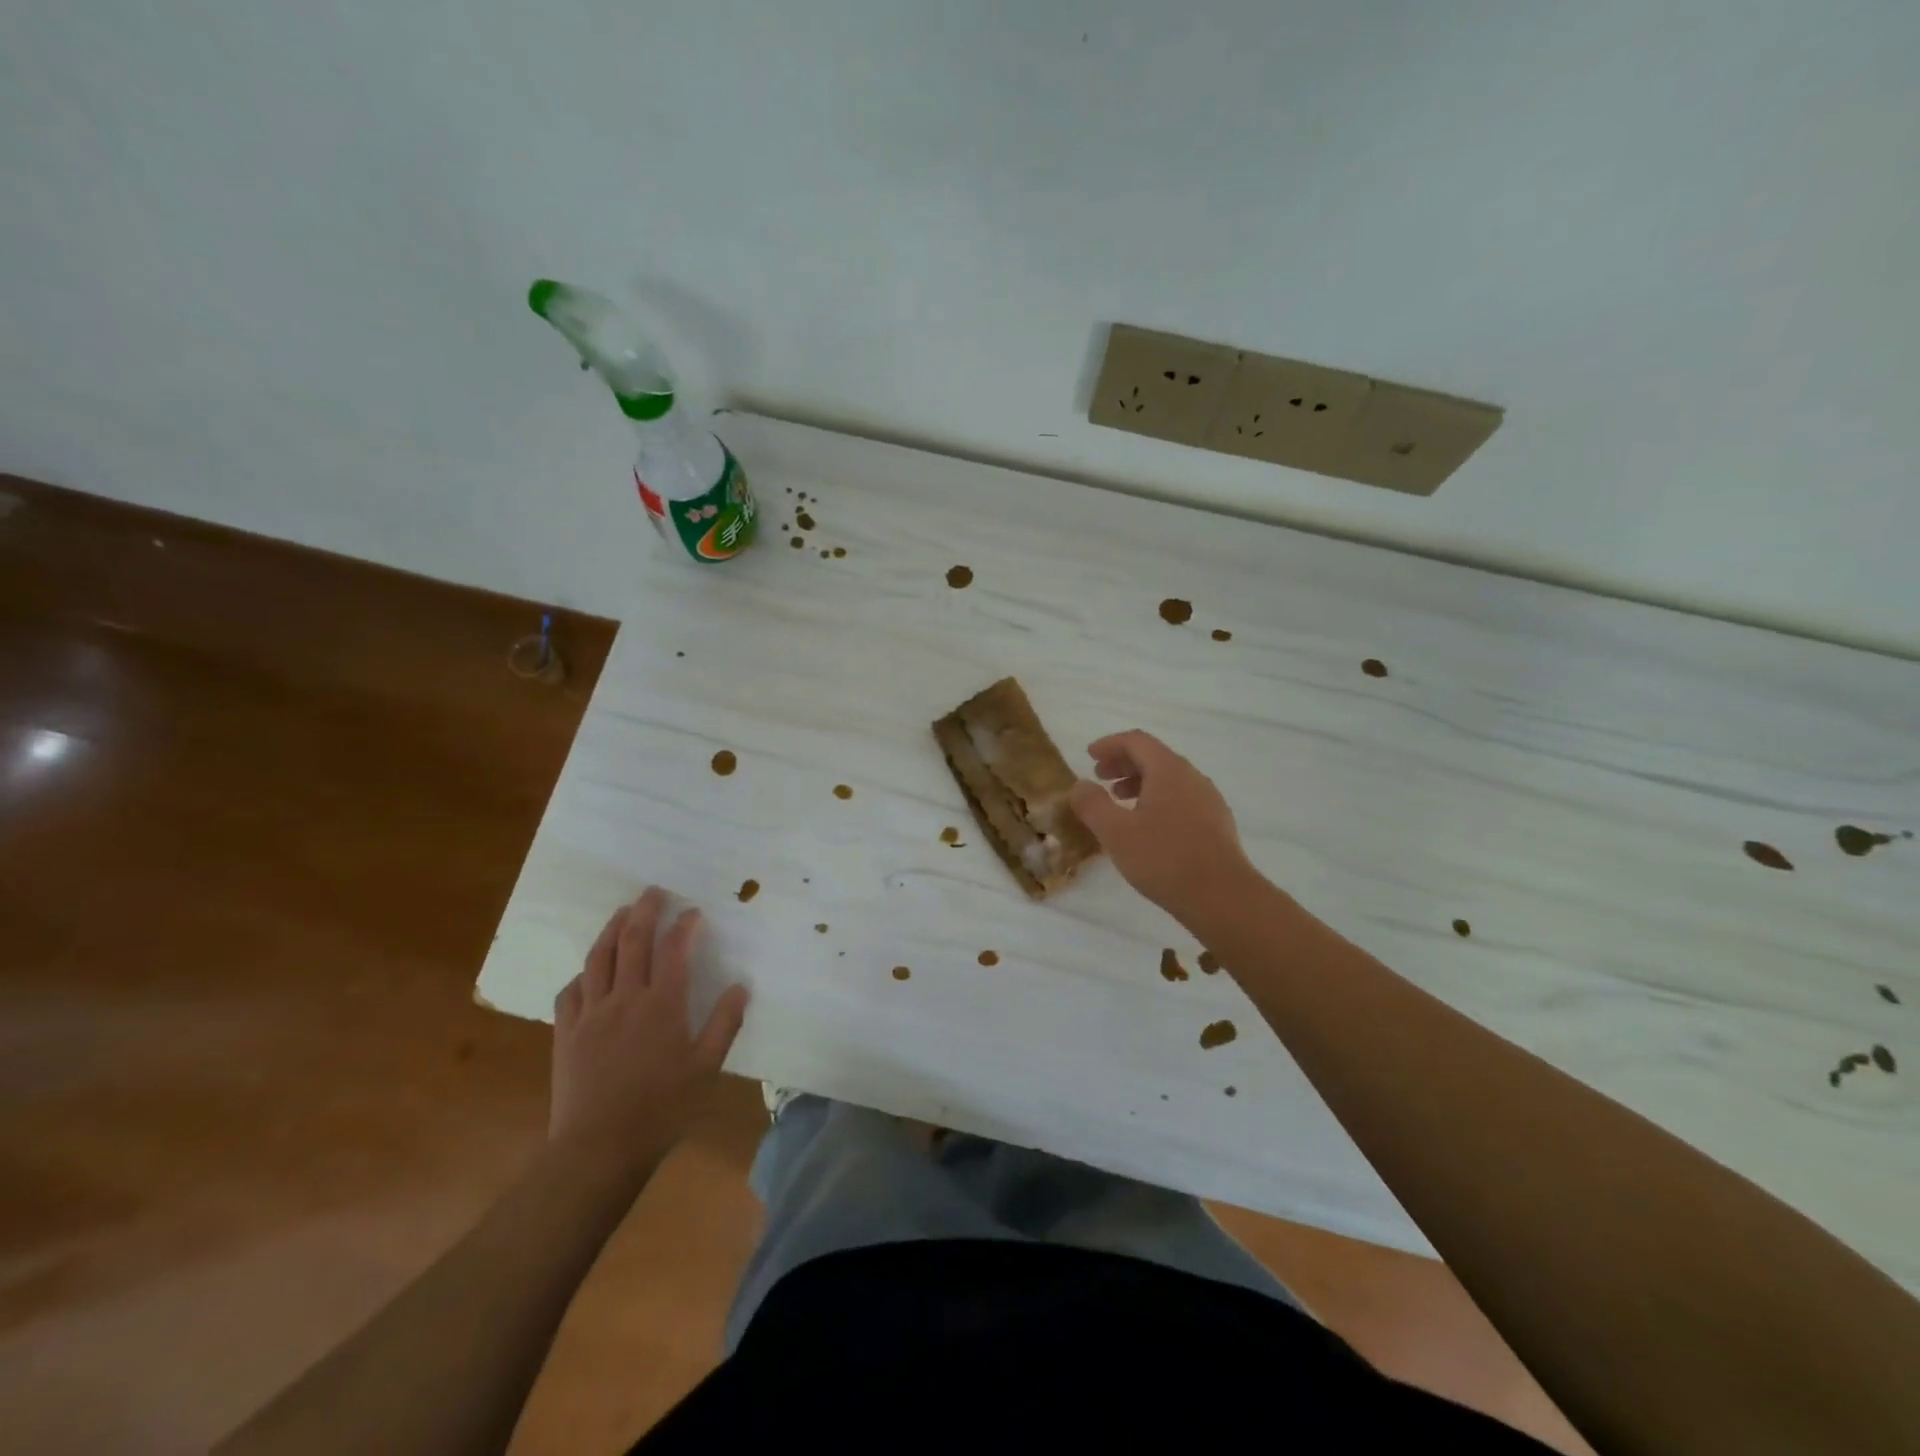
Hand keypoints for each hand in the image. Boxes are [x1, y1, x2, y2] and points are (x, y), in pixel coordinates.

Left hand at [549, 887, 749, 1177]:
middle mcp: (625, 997)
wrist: (598, 1148)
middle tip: (654, 892)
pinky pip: (571, 991)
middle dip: (645, 910)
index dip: (684, 925)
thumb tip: (741, 986)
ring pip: (598, 958)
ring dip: (611, 929)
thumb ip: (724, 1023)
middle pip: (633, 940)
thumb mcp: (706, 1068)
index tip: (693, 912)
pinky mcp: (566, 1033)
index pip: (674, 949)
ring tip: (622, 912)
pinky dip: (582, 973)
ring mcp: (591, 1013)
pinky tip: (589, 972)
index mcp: (662, 1004)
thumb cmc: (661, 1108)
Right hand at [1068, 731, 1256, 917]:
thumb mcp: (1116, 832)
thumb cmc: (1164, 858)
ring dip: (1141, 783)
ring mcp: (1208, 800)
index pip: (1136, 741)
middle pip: (1154, 757)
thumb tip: (1080, 785)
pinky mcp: (1217, 823)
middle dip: (1124, 763)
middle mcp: (1192, 777)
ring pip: (1169, 779)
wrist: (1223, 897)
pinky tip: (1148, 826)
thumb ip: (1093, 804)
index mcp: (1168, 770)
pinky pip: (1182, 798)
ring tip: (1120, 801)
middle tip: (1100, 777)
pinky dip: (1158, 799)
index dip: (1110, 744)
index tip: (1089, 756)